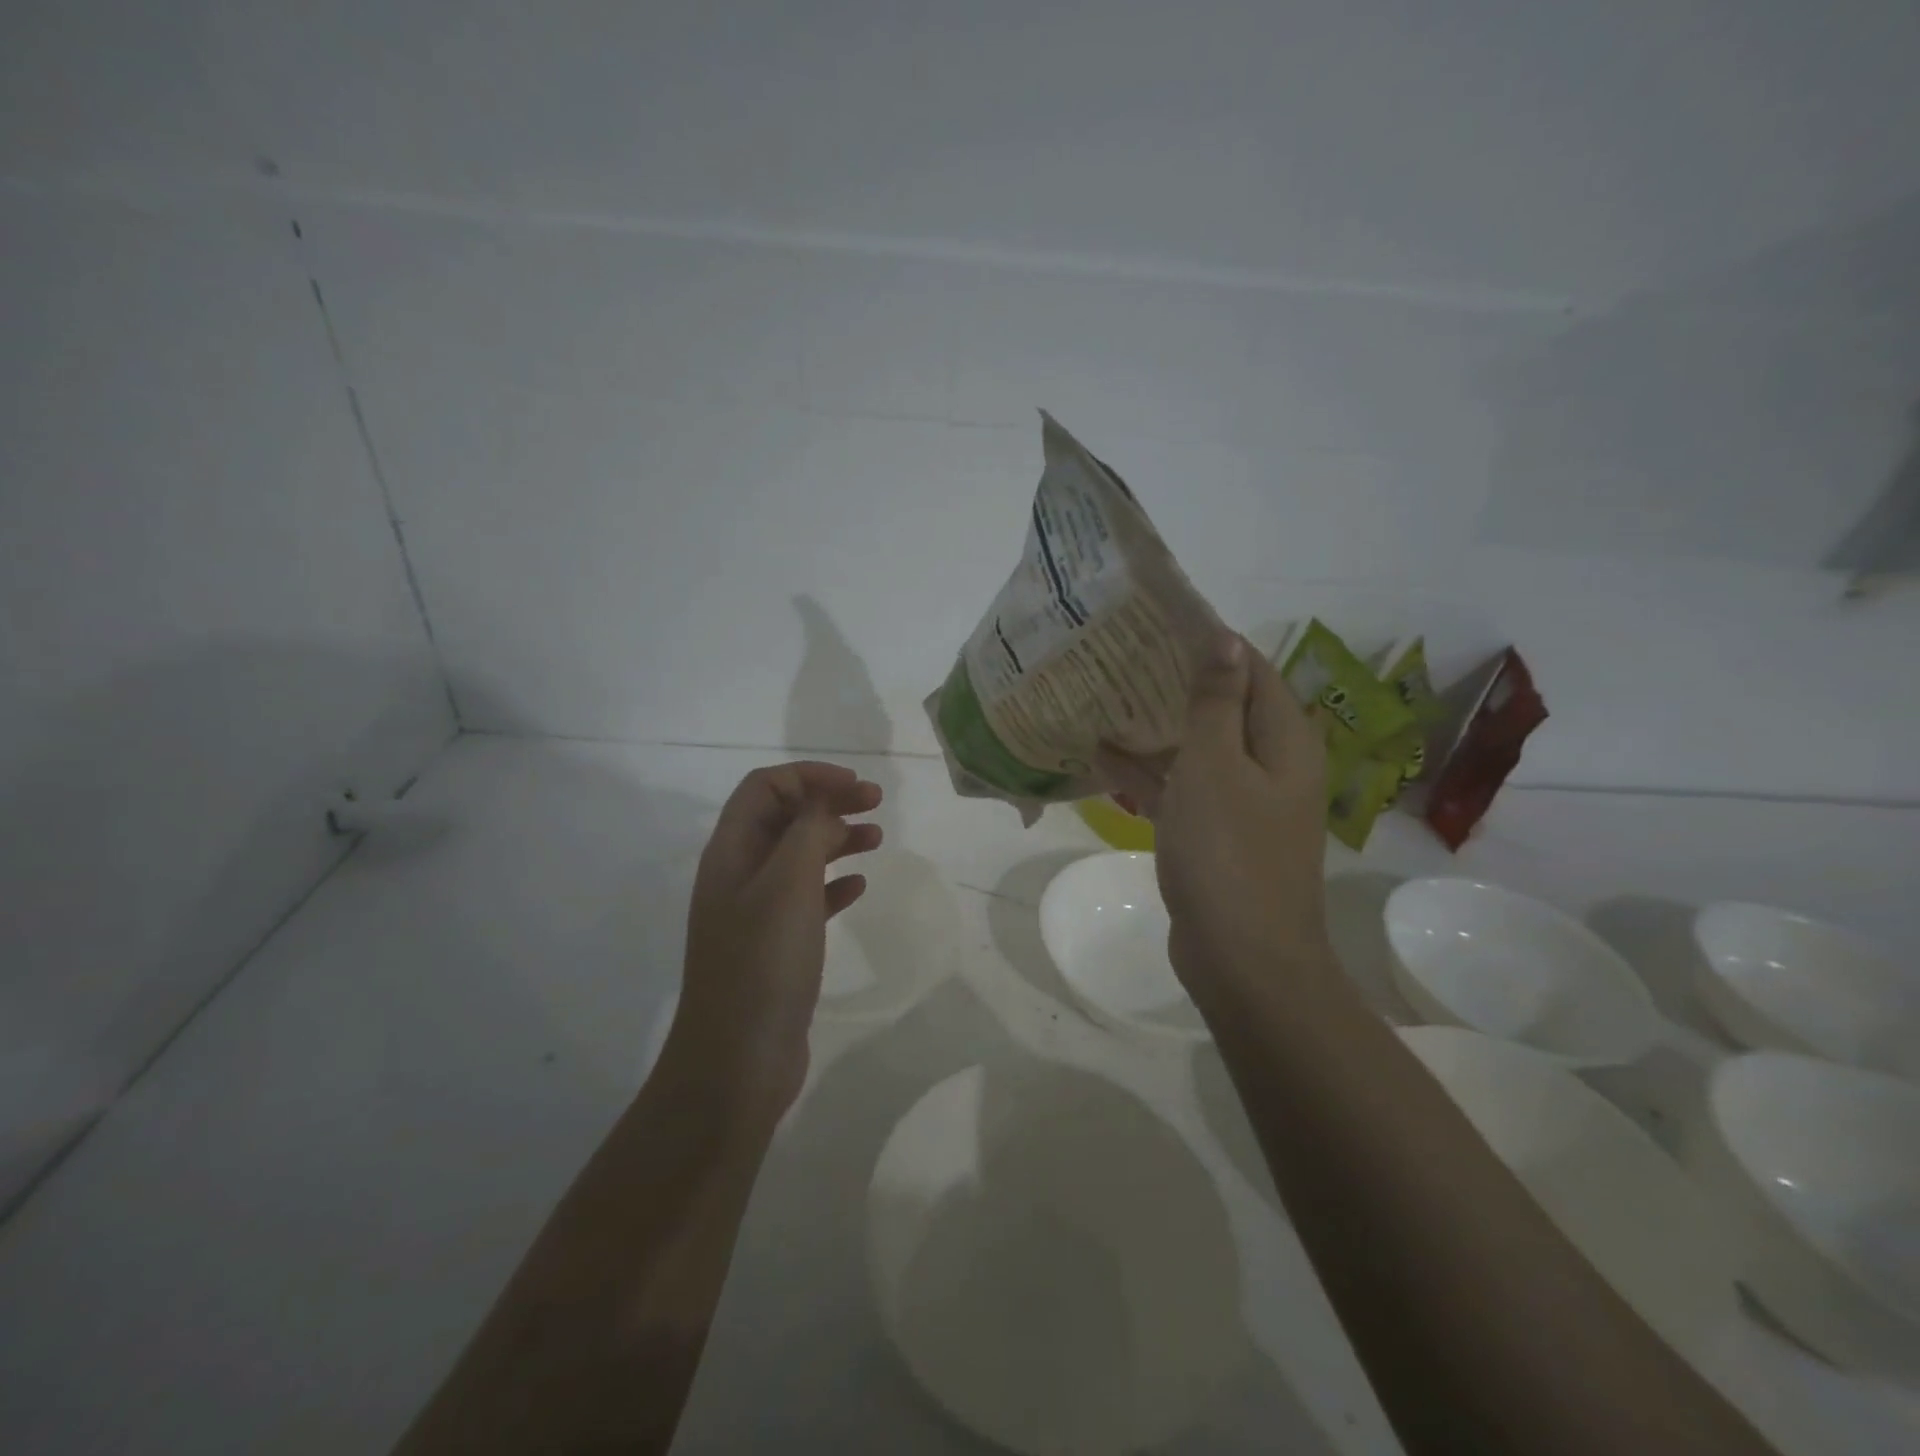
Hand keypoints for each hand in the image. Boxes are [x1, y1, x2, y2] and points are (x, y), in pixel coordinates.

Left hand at [663, 762, 882, 1120]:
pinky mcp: (776, 945)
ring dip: (836, 839)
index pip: (765, 787)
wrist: (737, 1060)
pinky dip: (833, 884)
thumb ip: (808, 831)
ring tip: (876, 839)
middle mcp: (738, 874)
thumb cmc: (763, 962)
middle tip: (876, 804)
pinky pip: (807, 898)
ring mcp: (756, 912)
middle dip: (828, 802)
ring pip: (798, 856)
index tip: (856, 785)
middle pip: (784, 817)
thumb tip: (824, 801)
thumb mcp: (788, 884)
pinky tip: (858, 888)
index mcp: (731, 851)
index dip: (809, 776)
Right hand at [1097, 633, 1329, 1001]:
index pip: (1253, 671)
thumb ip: (1216, 702)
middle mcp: (1270, 766)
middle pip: (1224, 709)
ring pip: (1198, 751)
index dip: (1212, 644)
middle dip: (1176, 684)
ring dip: (1156, 729)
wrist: (1242, 958)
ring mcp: (1242, 805)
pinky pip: (1182, 791)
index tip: (1159, 624)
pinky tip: (1101, 758)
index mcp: (1283, 742)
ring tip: (1103, 698)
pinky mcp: (1215, 837)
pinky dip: (1149, 775)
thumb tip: (1226, 640)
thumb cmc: (1229, 852)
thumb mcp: (1215, 766)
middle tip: (1121, 658)